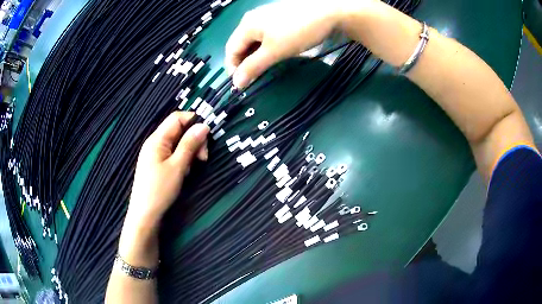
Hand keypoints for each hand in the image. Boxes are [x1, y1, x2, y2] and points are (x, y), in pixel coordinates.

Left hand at [118, 112, 208, 266]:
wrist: (145, 214)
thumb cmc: (160, 190)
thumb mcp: (177, 166)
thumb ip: (190, 144)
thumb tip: (204, 125)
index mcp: (157, 139)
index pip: (177, 118)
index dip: (193, 122)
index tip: (207, 137)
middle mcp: (155, 142)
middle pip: (179, 130)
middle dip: (194, 140)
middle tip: (203, 158)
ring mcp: (156, 154)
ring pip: (178, 143)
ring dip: (189, 151)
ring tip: (192, 168)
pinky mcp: (158, 164)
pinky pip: (173, 154)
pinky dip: (183, 159)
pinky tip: (185, 172)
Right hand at [225, 0, 344, 87]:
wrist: (328, 13)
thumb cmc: (298, 32)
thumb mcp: (274, 52)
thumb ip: (253, 67)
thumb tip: (236, 83)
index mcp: (246, 25)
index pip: (231, 49)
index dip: (233, 68)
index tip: (241, 85)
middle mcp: (252, 19)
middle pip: (241, 44)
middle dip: (244, 63)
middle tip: (254, 78)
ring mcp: (265, 17)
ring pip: (253, 40)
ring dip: (255, 56)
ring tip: (265, 68)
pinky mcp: (278, 18)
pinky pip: (264, 35)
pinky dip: (265, 47)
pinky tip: (274, 53)